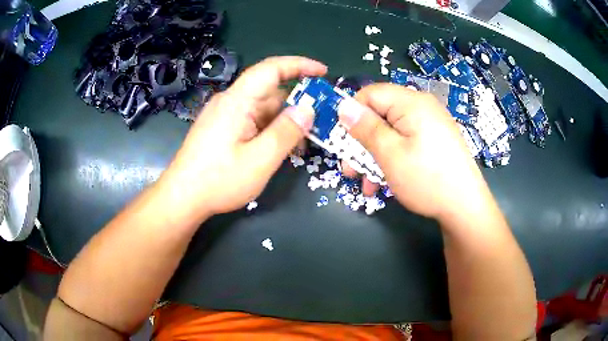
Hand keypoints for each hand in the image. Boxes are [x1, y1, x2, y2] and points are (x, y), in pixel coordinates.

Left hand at [159, 56, 326, 220]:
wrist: (182, 198)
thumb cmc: (218, 181)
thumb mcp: (259, 160)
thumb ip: (286, 132)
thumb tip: (308, 109)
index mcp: (237, 101)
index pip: (271, 69)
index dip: (299, 65)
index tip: (323, 72)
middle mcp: (230, 102)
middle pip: (269, 92)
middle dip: (296, 105)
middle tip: (318, 125)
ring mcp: (224, 115)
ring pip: (262, 109)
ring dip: (283, 122)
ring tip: (300, 145)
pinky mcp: (221, 128)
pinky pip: (251, 121)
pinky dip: (268, 130)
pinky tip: (276, 149)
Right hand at [339, 83, 492, 220]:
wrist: (465, 207)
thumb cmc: (427, 179)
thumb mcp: (390, 154)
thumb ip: (365, 128)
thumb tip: (344, 106)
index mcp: (411, 102)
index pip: (370, 94)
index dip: (352, 114)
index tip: (342, 140)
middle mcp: (421, 108)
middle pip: (380, 115)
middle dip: (361, 142)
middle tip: (349, 169)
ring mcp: (430, 125)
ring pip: (391, 133)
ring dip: (374, 157)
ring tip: (365, 183)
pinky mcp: (434, 141)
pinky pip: (405, 143)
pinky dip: (392, 159)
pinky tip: (383, 183)